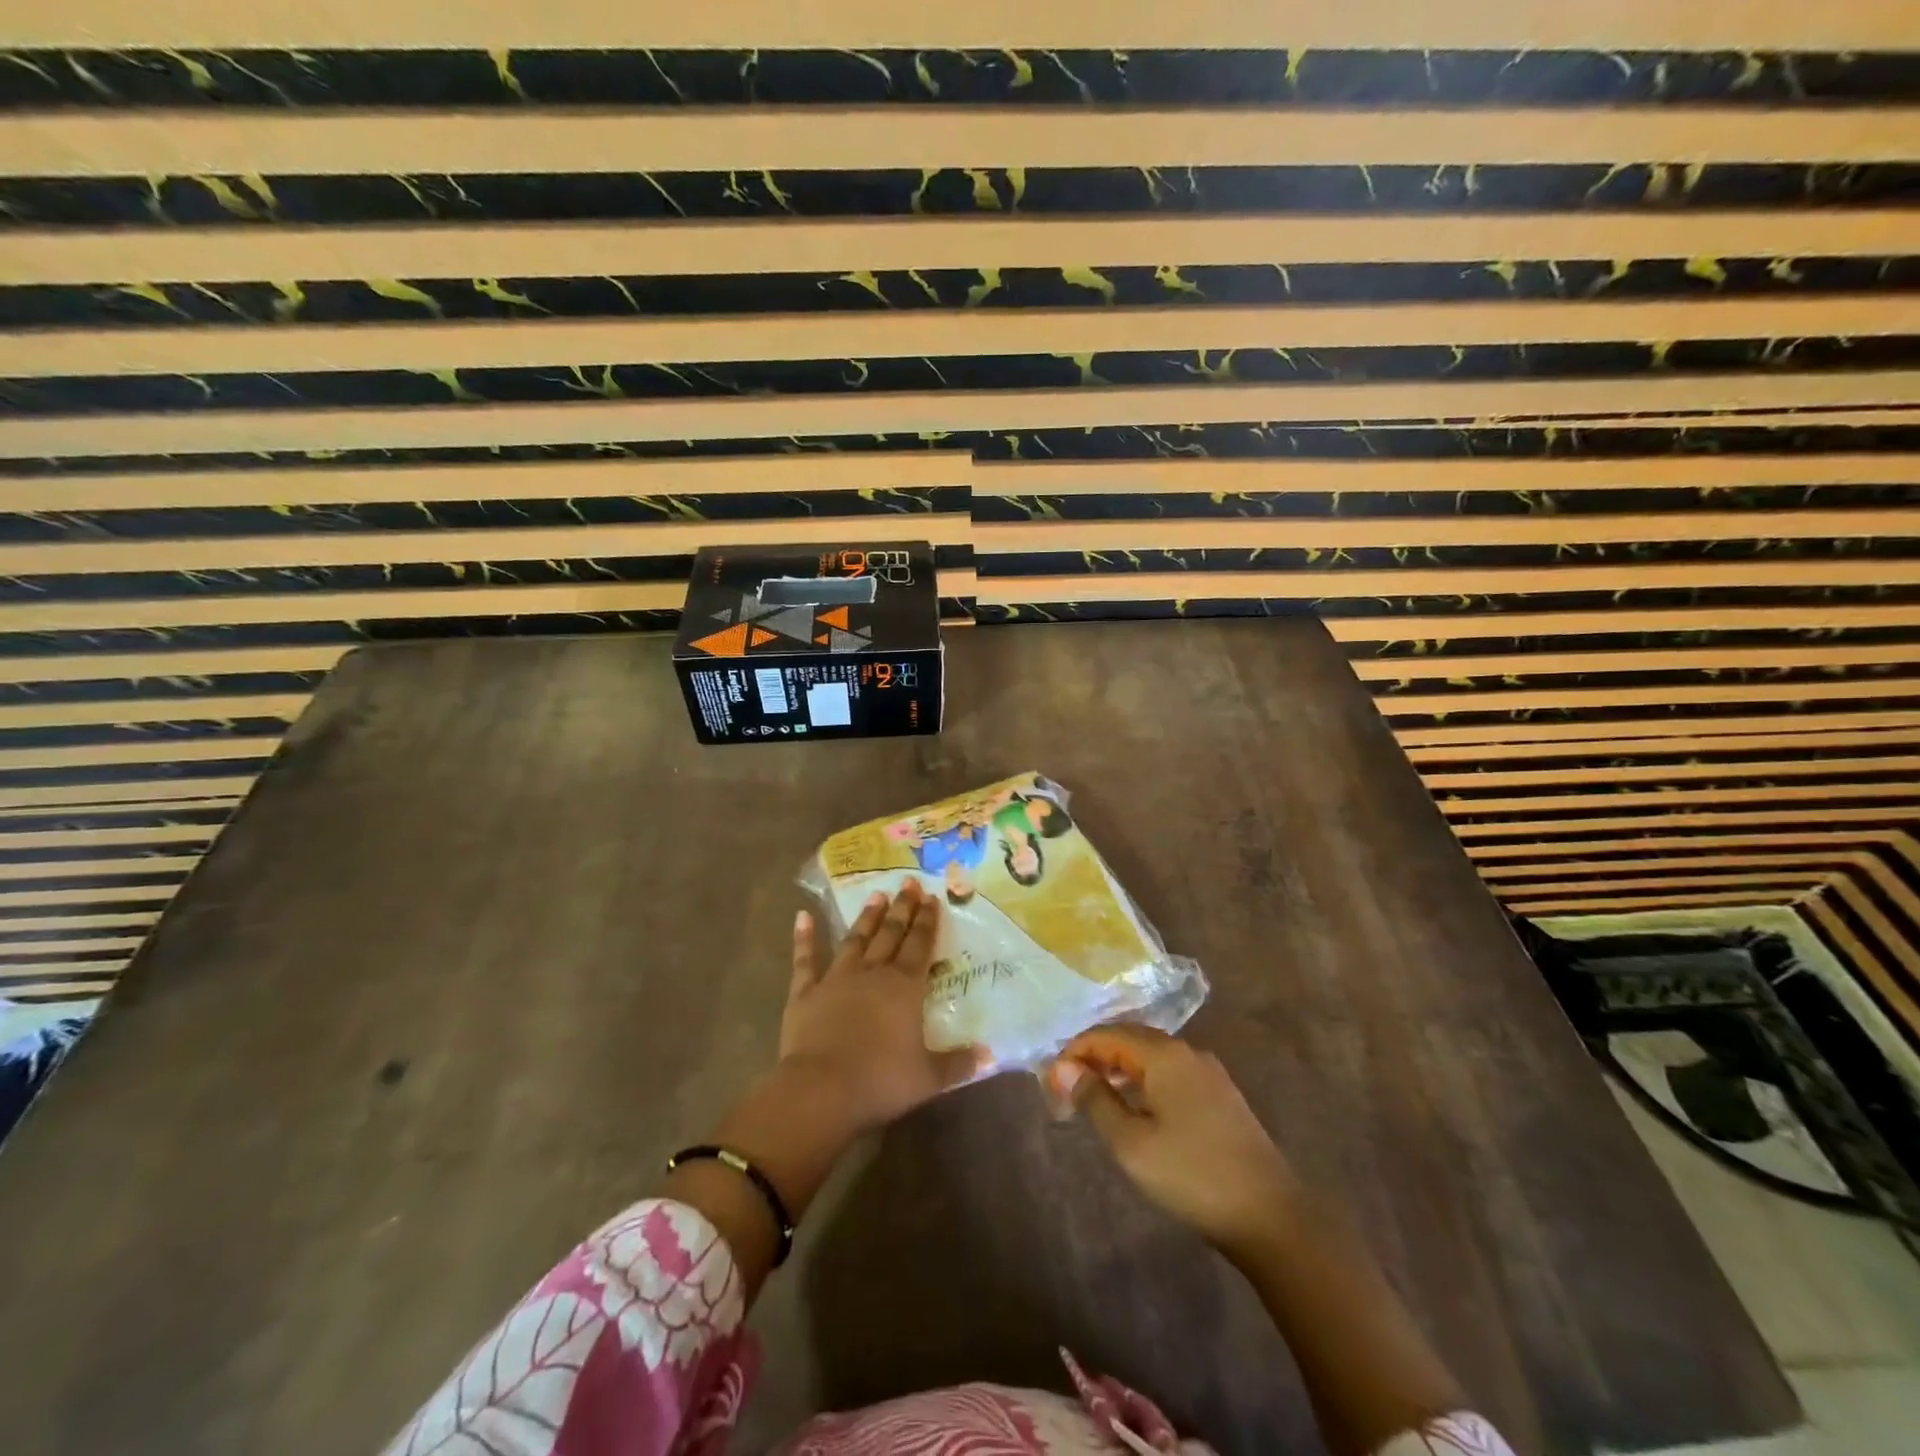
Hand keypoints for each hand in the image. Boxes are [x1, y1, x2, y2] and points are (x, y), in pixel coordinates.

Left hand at [781, 881, 985, 1133]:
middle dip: (902, 908)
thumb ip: (958, 1064)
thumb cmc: (881, 1081)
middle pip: (891, 934)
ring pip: (855, 939)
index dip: (927, 921)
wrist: (822, 1089)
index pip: (920, 946)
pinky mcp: (805, 992)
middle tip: (908, 883)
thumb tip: (989, 1056)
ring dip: (866, 917)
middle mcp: (873, 973)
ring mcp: (836, 978)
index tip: (932, 898)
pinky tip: (802, 916)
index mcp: (904, 987)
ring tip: (876, 894)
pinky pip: (804, 959)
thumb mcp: (928, 1078)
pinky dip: (803, 937)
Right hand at [1048, 1024, 1297, 1258]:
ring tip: (1094, 1095)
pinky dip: (1143, 1080)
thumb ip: (1096, 1100)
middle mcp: (1187, 1051)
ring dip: (1119, 1068)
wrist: (1270, 1215)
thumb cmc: (1192, 1174)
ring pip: (1151, 1056)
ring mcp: (1208, 1072)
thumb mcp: (1131, 1143)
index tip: (1051, 1081)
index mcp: (1164, 1054)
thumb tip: (1066, 1069)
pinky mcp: (1220, 1095)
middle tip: (1068, 1086)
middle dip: (1095, 1056)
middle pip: (1130, 1038)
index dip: (1075, 1052)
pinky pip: (1170, 1072)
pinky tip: (1135, 1107)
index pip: (1107, 1035)